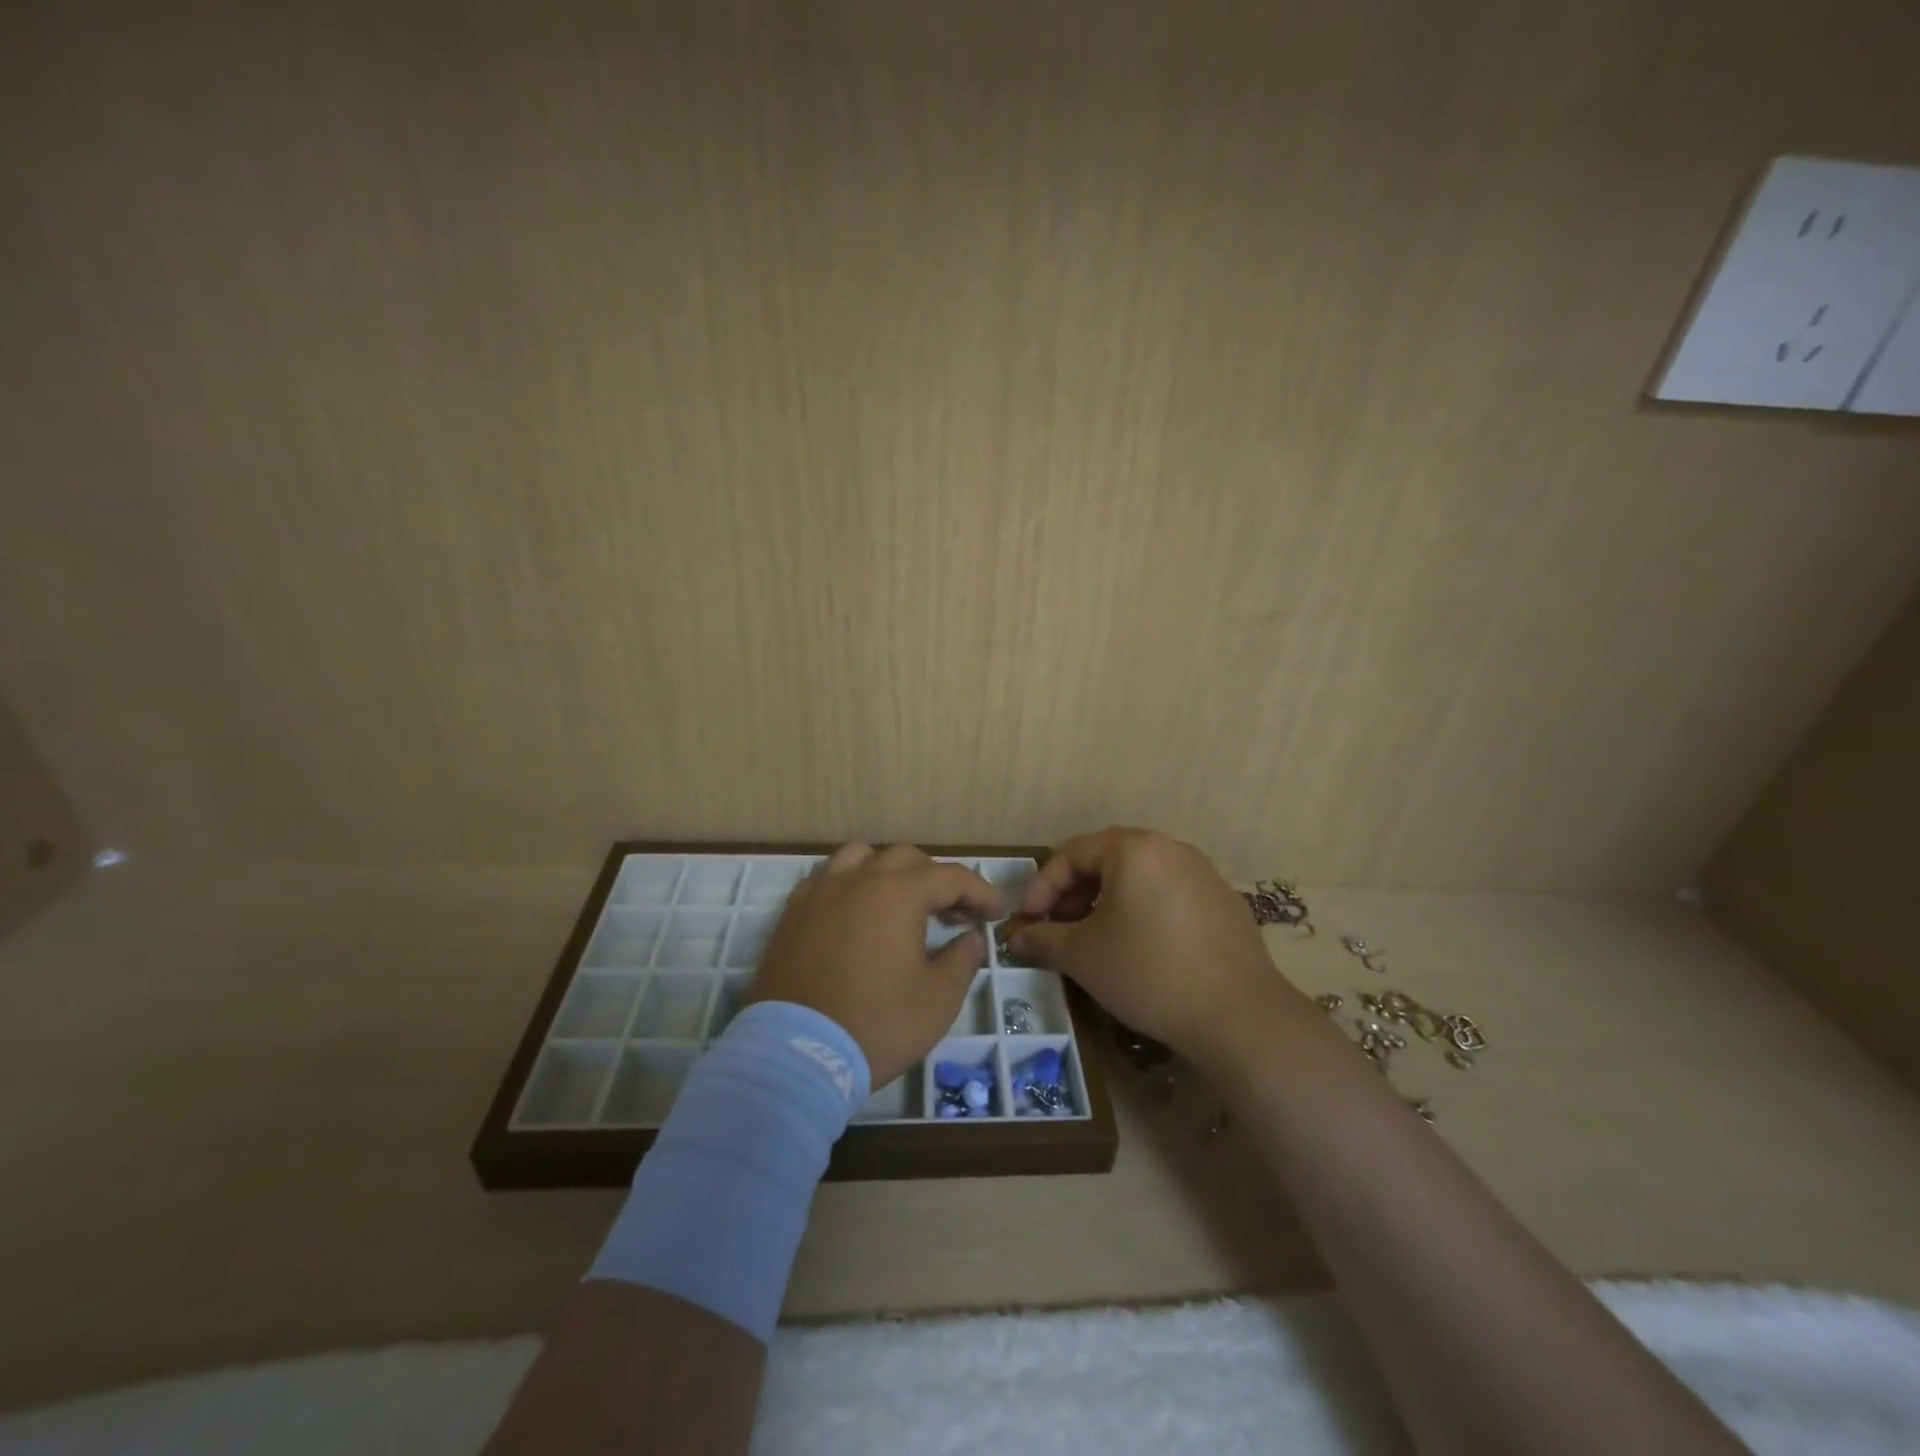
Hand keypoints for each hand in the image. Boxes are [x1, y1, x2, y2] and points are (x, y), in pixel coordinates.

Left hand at [749, 843, 998, 1088]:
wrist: (795, 1055)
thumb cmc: (876, 1024)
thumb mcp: (938, 999)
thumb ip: (962, 959)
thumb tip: (970, 937)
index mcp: (897, 893)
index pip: (950, 876)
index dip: (979, 892)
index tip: (994, 914)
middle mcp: (858, 879)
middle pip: (906, 858)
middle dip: (937, 879)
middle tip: (954, 913)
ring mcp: (820, 892)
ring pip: (861, 857)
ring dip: (890, 871)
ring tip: (902, 901)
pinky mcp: (792, 913)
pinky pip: (827, 878)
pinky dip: (851, 884)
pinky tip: (857, 913)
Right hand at [1010, 827, 1301, 1067]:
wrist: (1238, 1016)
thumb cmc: (1148, 973)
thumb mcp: (1083, 956)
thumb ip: (1043, 938)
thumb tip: (1016, 938)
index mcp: (1133, 848)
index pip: (1071, 854)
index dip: (1041, 887)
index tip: (1027, 921)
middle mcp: (1170, 848)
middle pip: (1105, 861)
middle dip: (1073, 895)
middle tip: (1057, 930)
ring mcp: (1202, 873)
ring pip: (1138, 878)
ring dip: (1106, 904)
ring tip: (1094, 940)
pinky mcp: (1223, 901)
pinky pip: (1168, 895)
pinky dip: (1142, 912)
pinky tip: (1139, 949)